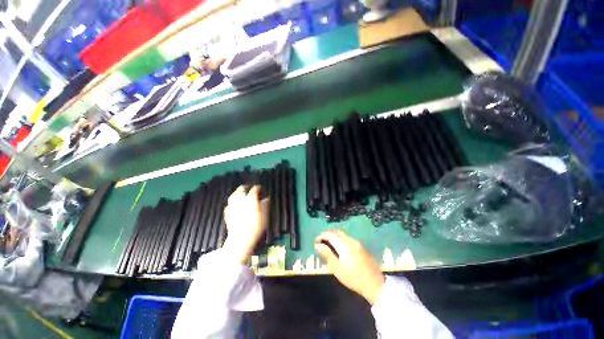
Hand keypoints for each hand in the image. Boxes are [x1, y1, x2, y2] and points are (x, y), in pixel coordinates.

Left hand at [222, 185, 268, 264]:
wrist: (241, 238)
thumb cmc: (256, 226)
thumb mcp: (265, 214)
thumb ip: (265, 203)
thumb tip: (266, 198)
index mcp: (250, 198)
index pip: (255, 189)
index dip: (259, 188)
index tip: (261, 189)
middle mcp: (240, 199)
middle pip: (242, 188)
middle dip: (247, 188)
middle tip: (250, 189)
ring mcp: (232, 205)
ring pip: (234, 194)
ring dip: (239, 193)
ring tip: (243, 195)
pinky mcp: (227, 212)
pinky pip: (230, 203)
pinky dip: (234, 202)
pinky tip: (236, 205)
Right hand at [315, 230, 384, 304]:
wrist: (375, 284)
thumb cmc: (353, 278)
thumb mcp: (337, 268)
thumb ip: (327, 254)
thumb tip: (317, 245)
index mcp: (344, 245)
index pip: (330, 234)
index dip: (321, 236)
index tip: (316, 241)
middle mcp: (351, 240)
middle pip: (336, 232)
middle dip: (327, 235)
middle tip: (321, 242)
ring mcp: (357, 242)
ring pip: (342, 234)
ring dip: (334, 237)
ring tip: (328, 246)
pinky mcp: (361, 246)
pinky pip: (348, 238)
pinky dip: (340, 240)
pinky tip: (339, 248)